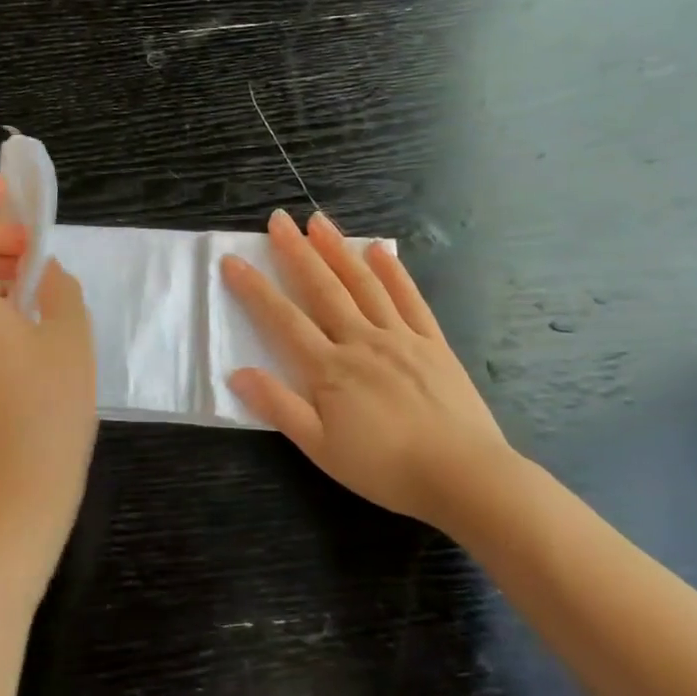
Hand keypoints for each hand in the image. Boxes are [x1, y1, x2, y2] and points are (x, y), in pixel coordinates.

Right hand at [220, 208, 518, 535]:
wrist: (463, 476)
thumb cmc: (385, 468)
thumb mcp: (321, 448)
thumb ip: (279, 407)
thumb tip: (237, 373)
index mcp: (329, 368)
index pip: (282, 319)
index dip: (255, 289)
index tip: (232, 260)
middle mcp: (361, 340)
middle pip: (323, 288)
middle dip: (297, 252)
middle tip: (279, 219)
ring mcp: (400, 336)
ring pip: (363, 284)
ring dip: (338, 250)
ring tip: (319, 221)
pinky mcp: (433, 342)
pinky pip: (410, 298)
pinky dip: (393, 271)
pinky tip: (379, 250)